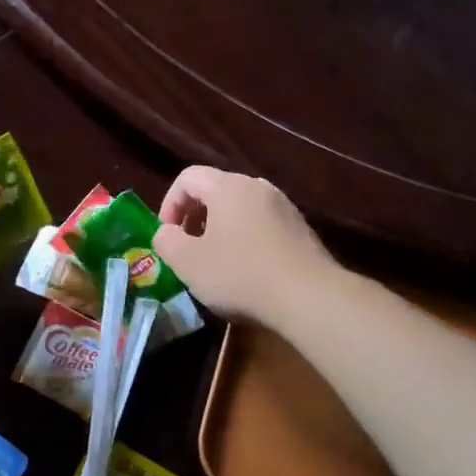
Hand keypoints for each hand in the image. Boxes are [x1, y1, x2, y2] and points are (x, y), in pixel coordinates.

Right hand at [152, 167, 336, 323]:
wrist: (310, 297)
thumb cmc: (240, 274)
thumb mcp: (188, 262)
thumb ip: (166, 242)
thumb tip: (167, 234)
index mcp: (228, 187)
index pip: (188, 177)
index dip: (169, 204)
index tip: (168, 236)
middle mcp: (258, 187)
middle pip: (216, 190)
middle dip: (195, 217)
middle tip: (188, 250)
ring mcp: (284, 207)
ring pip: (240, 209)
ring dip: (220, 230)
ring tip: (217, 263)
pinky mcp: (301, 230)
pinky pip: (262, 225)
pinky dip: (246, 240)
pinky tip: (248, 272)